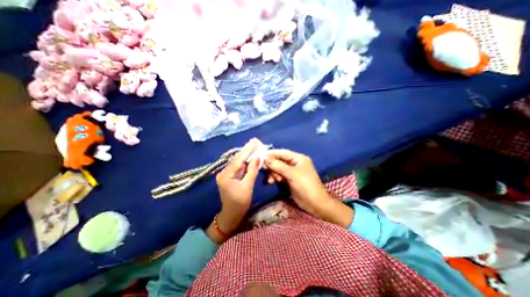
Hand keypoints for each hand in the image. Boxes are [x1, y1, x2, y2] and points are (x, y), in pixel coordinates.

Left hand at [209, 138, 262, 242]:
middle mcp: (224, 172)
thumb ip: (252, 171)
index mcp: (226, 175)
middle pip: (238, 159)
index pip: (238, 159)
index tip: (255, 141)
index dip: (247, 150)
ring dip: (247, 154)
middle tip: (256, 141)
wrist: (231, 215)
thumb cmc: (239, 203)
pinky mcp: (231, 176)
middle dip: (248, 150)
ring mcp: (227, 174)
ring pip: (239, 162)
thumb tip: (257, 158)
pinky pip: (240, 167)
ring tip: (255, 146)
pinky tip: (252, 156)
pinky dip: (246, 161)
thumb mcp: (247, 187)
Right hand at [263, 150, 352, 227]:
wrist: (315, 204)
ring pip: (278, 168)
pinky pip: (279, 175)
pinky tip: (271, 182)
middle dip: (272, 165)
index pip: (282, 152)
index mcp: (298, 158)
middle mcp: (294, 163)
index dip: (271, 154)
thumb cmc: (306, 185)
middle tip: (264, 170)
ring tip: (271, 180)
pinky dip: (274, 178)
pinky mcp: (289, 180)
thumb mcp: (292, 174)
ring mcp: (292, 172)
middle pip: (279, 160)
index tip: (260, 157)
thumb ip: (278, 165)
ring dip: (272, 173)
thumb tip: (265, 159)